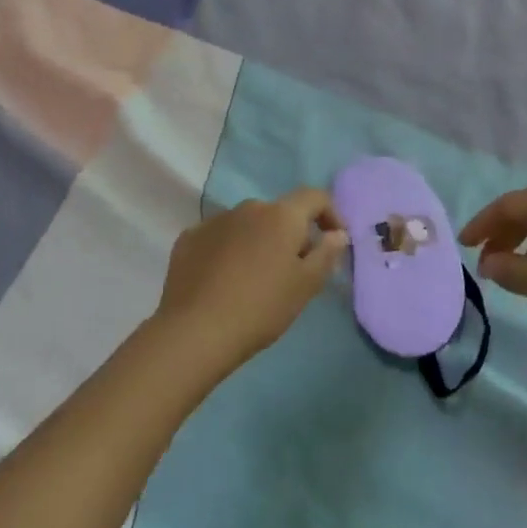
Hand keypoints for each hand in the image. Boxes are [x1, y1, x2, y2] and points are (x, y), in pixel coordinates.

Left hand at [152, 190, 349, 377]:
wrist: (195, 331)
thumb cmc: (261, 308)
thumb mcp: (305, 286)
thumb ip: (326, 254)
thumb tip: (337, 234)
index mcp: (281, 215)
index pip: (314, 197)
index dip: (330, 214)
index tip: (333, 241)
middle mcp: (248, 207)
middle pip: (279, 214)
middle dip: (290, 236)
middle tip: (292, 272)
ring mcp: (215, 220)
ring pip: (247, 225)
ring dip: (257, 243)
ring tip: (254, 280)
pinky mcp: (189, 238)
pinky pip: (219, 238)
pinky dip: (227, 251)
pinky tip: (222, 282)